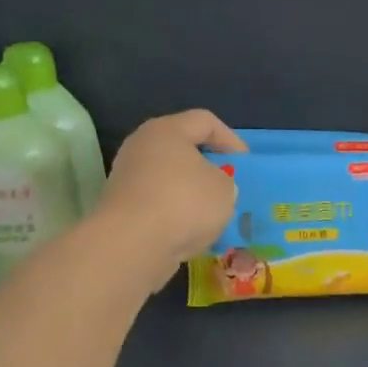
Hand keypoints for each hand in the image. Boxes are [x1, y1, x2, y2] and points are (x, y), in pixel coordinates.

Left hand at [93, 110, 244, 288]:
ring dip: (193, 195)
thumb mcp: (225, 189)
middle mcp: (142, 147)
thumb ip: (225, 181)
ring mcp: (128, 178)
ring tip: (214, 215)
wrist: (132, 245)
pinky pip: (158, 205)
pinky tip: (192, 233)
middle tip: (230, 186)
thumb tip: (212, 187)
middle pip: (183, 149)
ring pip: (170, 180)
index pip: (205, 121)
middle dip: (209, 168)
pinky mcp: (122, 208)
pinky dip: (176, 216)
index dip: (231, 139)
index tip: (245, 164)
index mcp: (166, 130)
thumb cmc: (184, 203)